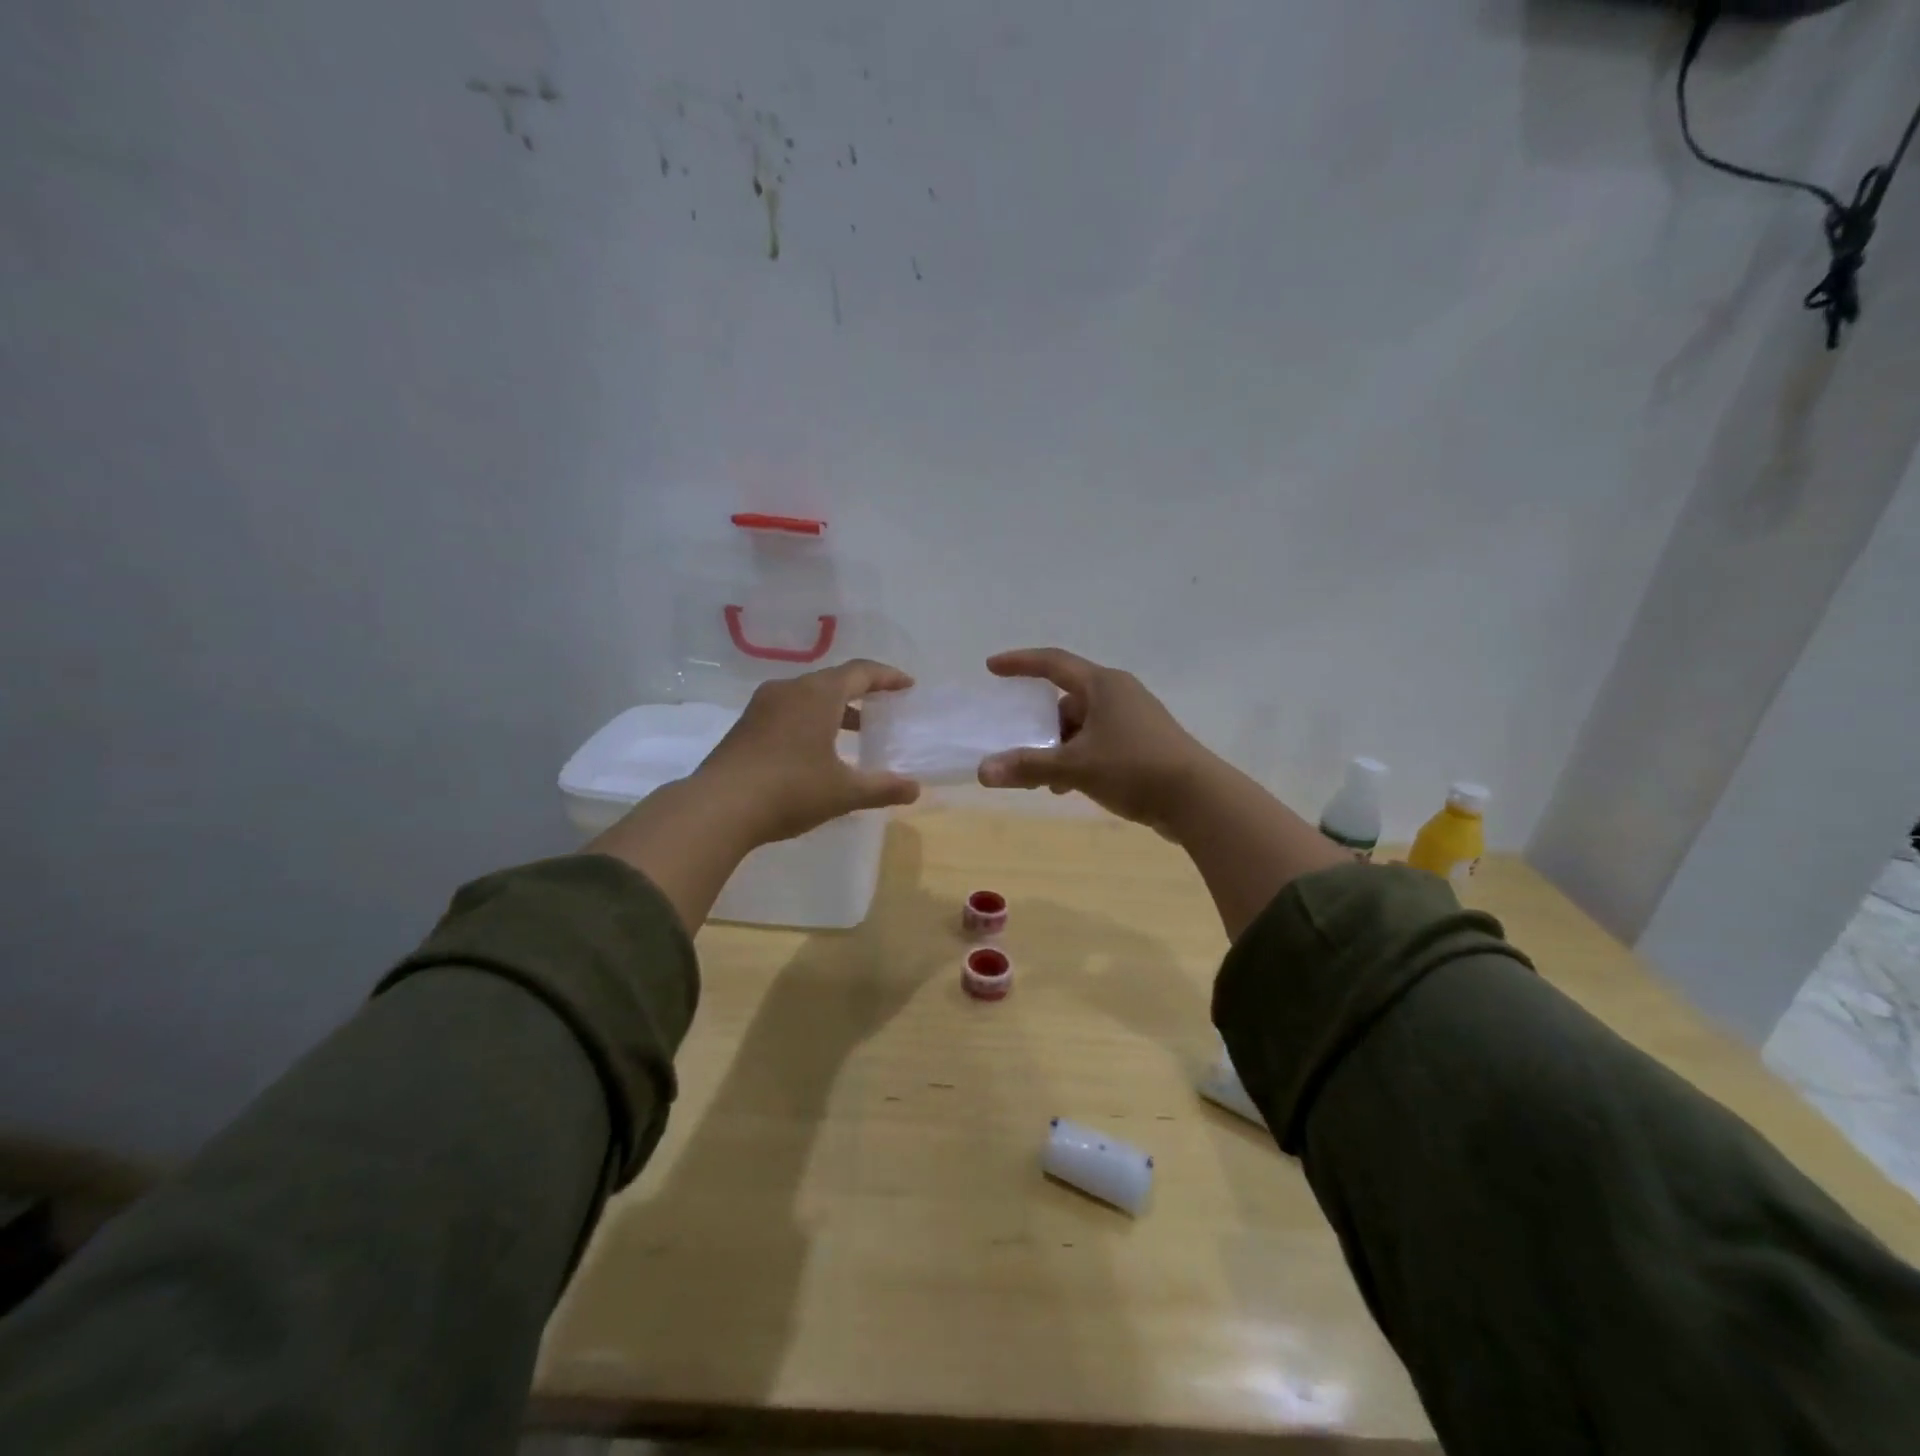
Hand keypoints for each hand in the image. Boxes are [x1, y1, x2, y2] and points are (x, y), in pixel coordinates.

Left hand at [692, 659, 922, 845]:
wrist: (718, 807)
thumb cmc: (790, 790)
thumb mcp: (843, 792)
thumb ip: (882, 787)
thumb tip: (915, 789)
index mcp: (818, 694)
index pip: (861, 672)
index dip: (887, 677)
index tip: (907, 686)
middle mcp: (790, 689)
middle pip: (833, 680)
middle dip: (862, 692)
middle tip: (885, 707)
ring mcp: (763, 706)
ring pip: (808, 696)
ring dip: (836, 708)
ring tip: (857, 732)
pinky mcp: (746, 725)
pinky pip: (789, 710)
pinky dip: (812, 719)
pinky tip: (818, 749)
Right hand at [976, 648, 1215, 833]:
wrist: (1199, 799)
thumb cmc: (1134, 768)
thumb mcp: (1075, 768)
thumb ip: (1028, 767)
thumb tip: (983, 771)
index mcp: (1103, 685)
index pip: (1053, 663)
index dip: (1020, 663)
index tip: (992, 667)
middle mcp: (1119, 694)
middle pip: (1067, 700)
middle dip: (1041, 725)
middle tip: (1020, 748)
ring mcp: (1135, 719)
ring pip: (1083, 725)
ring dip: (1060, 748)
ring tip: (1045, 779)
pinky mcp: (1144, 743)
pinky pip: (1100, 742)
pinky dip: (1080, 758)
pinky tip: (1070, 787)